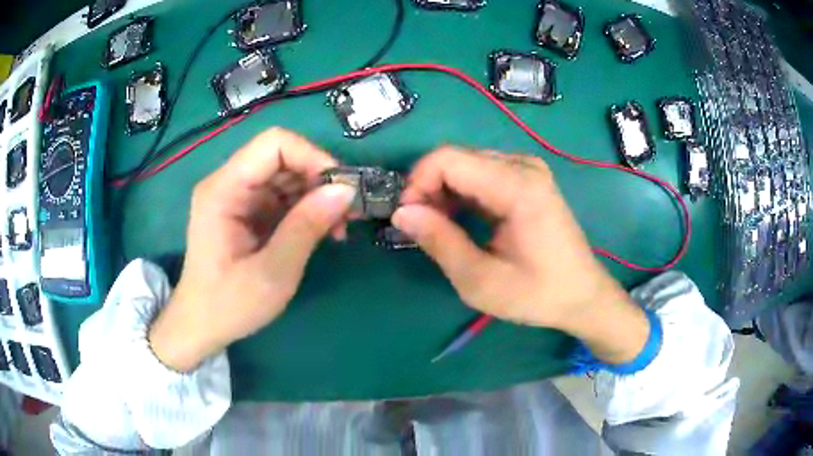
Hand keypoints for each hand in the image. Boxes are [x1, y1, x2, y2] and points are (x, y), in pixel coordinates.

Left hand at [148, 128, 355, 371]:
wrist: (201, 326)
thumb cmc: (229, 306)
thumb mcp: (272, 273)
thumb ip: (306, 227)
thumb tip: (346, 190)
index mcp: (223, 190)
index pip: (273, 144)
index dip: (312, 156)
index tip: (341, 189)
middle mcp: (228, 183)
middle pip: (282, 156)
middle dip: (319, 179)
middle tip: (347, 213)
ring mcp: (237, 196)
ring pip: (286, 175)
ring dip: (317, 195)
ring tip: (338, 228)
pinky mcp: (246, 210)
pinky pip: (282, 195)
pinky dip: (306, 208)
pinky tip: (322, 231)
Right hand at [393, 147, 649, 363]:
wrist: (582, 295)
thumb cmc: (537, 293)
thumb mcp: (480, 280)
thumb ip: (439, 242)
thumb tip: (402, 214)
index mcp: (517, 186)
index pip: (448, 159)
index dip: (417, 183)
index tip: (407, 218)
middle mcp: (523, 166)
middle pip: (456, 159)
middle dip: (429, 189)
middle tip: (422, 228)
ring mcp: (528, 170)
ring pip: (467, 165)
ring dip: (444, 193)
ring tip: (440, 228)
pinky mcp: (528, 180)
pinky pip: (483, 174)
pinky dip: (463, 194)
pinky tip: (461, 220)